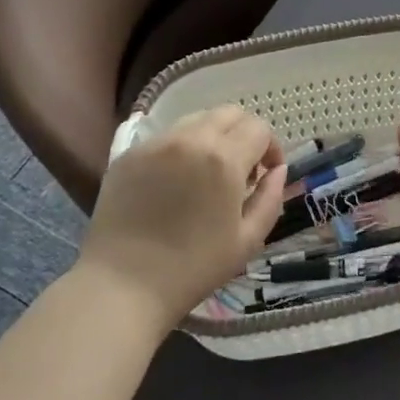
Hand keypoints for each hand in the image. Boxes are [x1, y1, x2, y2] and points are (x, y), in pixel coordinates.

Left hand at [79, 106, 286, 328]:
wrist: (122, 286)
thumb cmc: (192, 269)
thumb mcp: (247, 241)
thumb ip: (270, 198)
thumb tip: (278, 170)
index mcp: (224, 159)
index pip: (259, 128)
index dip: (271, 148)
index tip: (266, 173)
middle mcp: (191, 139)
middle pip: (229, 113)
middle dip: (244, 133)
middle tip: (241, 169)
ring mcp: (156, 143)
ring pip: (196, 120)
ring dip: (212, 137)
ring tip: (206, 173)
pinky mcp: (129, 153)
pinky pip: (166, 138)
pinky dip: (181, 150)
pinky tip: (174, 183)